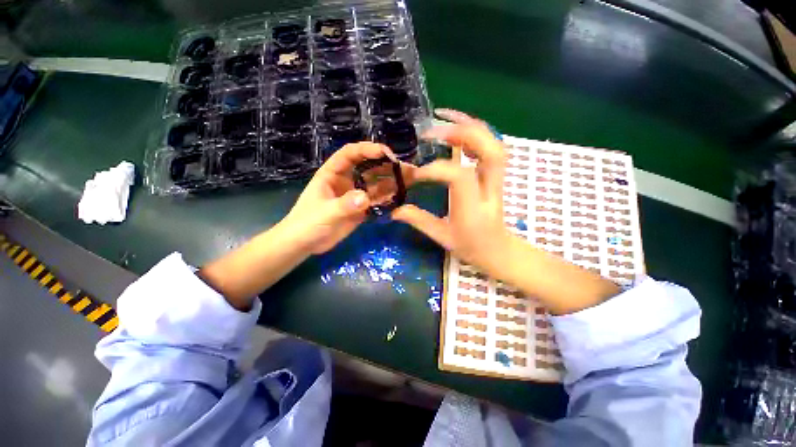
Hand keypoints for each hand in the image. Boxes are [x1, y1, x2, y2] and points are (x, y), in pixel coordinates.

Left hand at [281, 142, 396, 253]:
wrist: (305, 244)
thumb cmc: (307, 224)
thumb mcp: (324, 213)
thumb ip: (344, 205)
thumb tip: (365, 198)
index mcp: (333, 173)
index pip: (351, 154)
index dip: (367, 149)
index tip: (386, 153)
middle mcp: (347, 181)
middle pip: (369, 168)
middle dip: (386, 166)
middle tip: (406, 168)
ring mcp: (355, 196)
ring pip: (376, 185)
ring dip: (391, 182)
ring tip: (410, 181)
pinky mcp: (361, 209)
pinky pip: (377, 201)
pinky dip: (387, 199)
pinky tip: (399, 199)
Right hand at [392, 109, 510, 275]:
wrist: (497, 249)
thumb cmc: (470, 246)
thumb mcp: (442, 237)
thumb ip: (419, 221)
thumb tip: (394, 210)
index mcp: (474, 208)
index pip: (460, 177)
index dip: (437, 170)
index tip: (417, 174)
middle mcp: (489, 189)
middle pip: (489, 151)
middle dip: (462, 133)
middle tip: (433, 131)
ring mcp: (495, 179)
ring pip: (493, 144)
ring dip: (469, 127)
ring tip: (444, 119)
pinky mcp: (493, 175)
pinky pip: (488, 146)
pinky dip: (474, 132)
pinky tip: (456, 129)